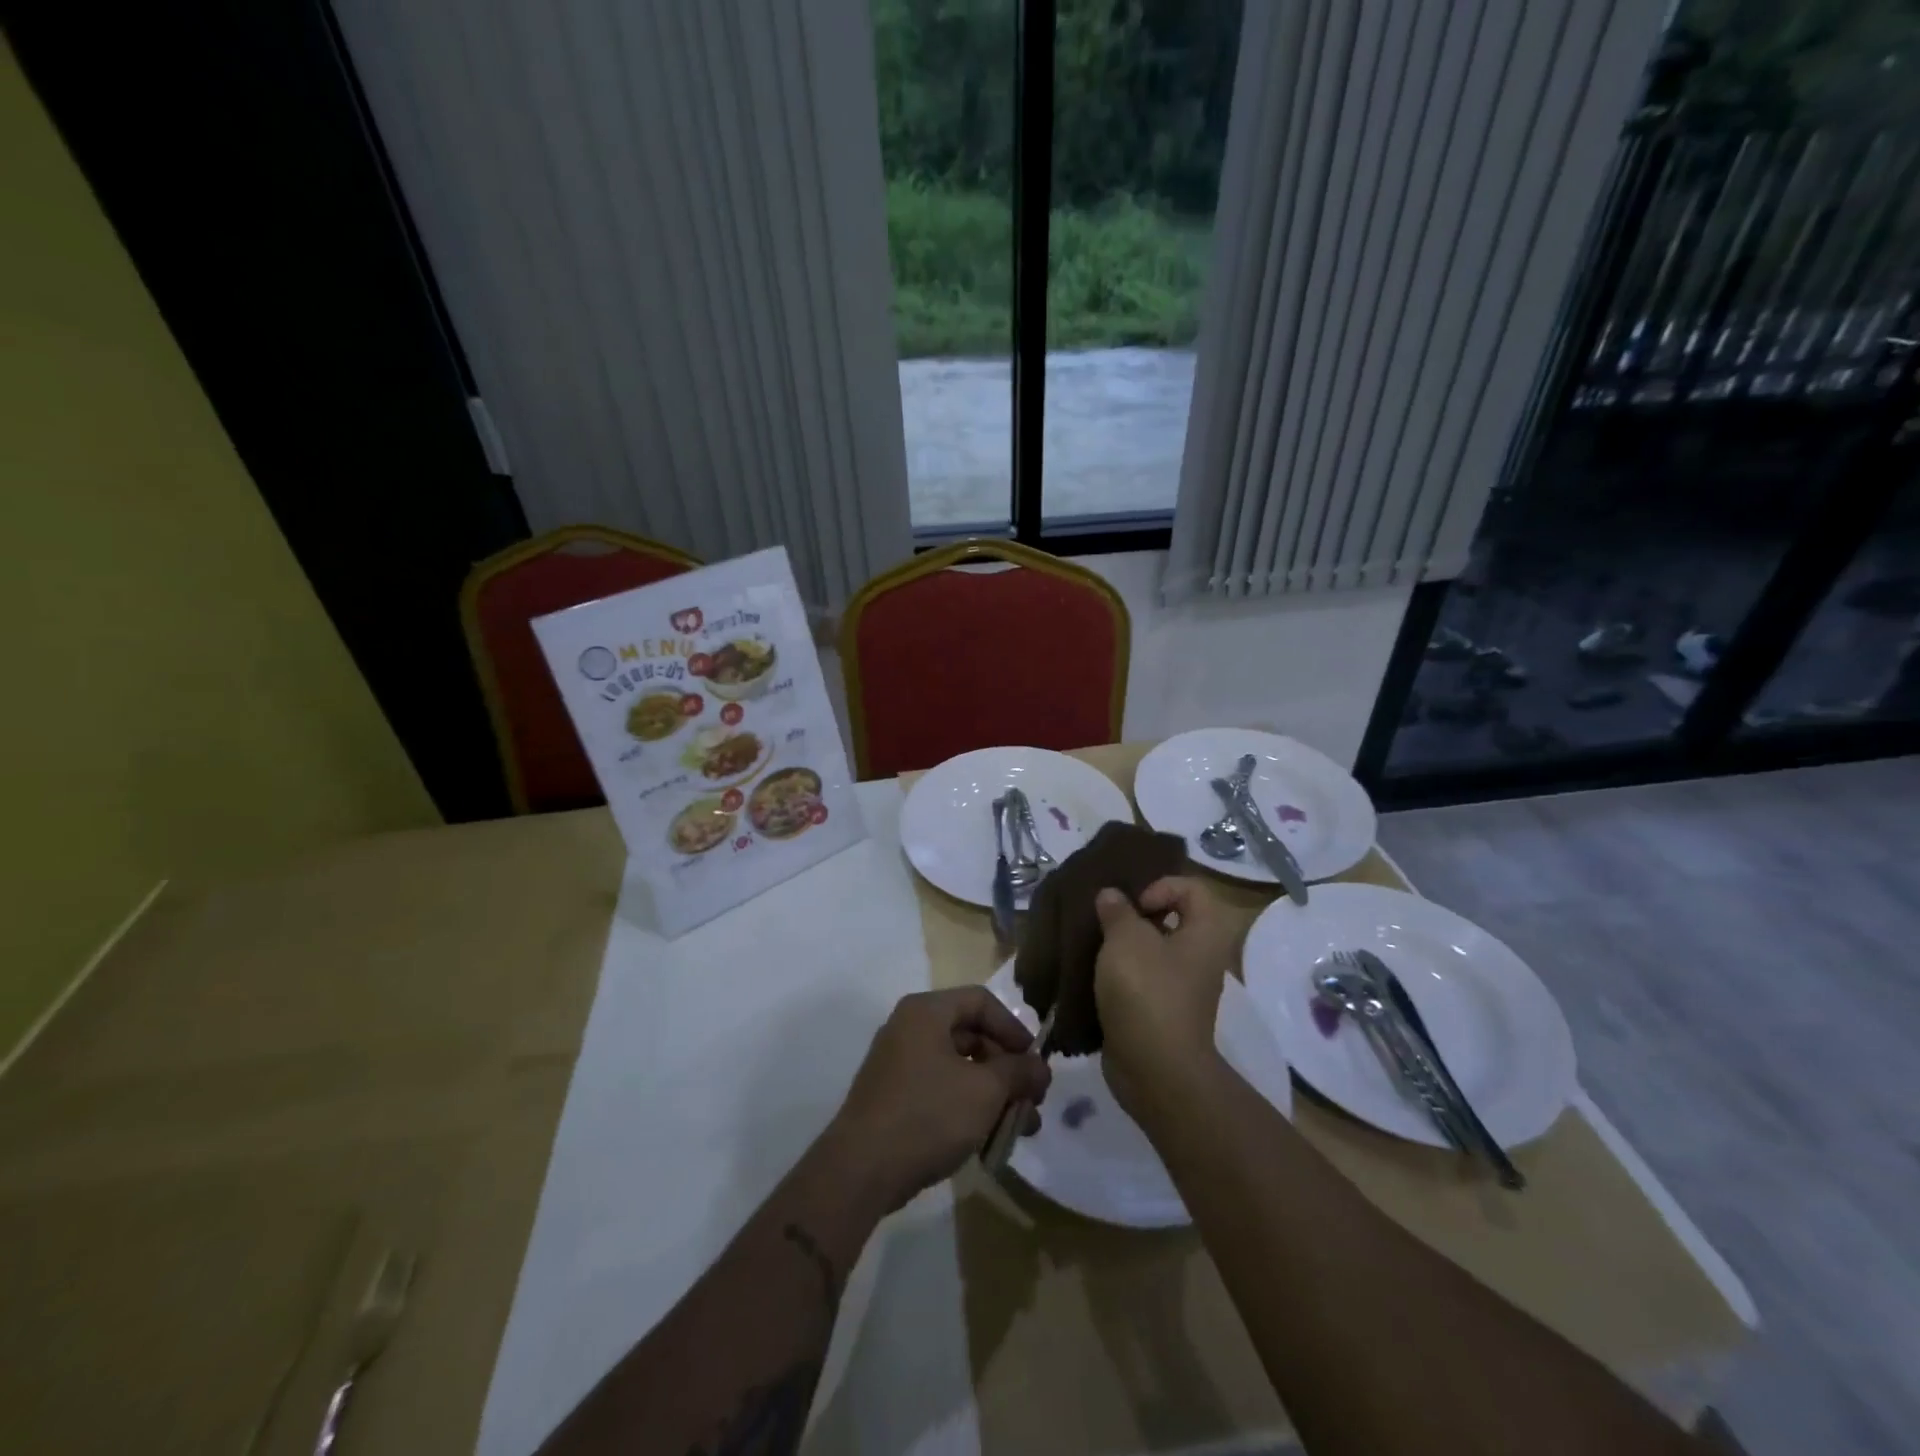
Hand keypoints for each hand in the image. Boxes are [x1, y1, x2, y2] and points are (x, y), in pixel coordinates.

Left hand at [830, 987, 1051, 1211]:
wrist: (861, 1170)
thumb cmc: (928, 1115)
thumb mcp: (985, 1091)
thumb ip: (1018, 1072)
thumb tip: (1040, 1067)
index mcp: (927, 1011)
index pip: (981, 1001)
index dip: (1014, 1029)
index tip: (1035, 1063)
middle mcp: (909, 1028)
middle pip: (971, 1034)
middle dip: (1007, 1068)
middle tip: (1033, 1101)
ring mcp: (898, 1062)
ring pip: (958, 1066)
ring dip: (993, 1092)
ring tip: (1021, 1127)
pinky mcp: (894, 1096)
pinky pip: (940, 1088)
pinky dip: (968, 1105)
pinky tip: (989, 1136)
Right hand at [1093, 876, 1239, 1121]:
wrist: (1155, 1070)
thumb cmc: (1147, 992)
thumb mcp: (1127, 939)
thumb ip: (1118, 911)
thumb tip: (1112, 896)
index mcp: (1205, 934)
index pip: (1193, 889)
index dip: (1161, 886)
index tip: (1134, 905)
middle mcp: (1199, 958)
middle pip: (1171, 919)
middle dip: (1134, 915)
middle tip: (1104, 919)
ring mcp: (1181, 988)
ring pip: (1152, 951)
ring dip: (1122, 946)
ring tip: (1092, 944)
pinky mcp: (1160, 1012)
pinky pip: (1140, 980)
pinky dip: (1118, 975)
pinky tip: (1091, 975)